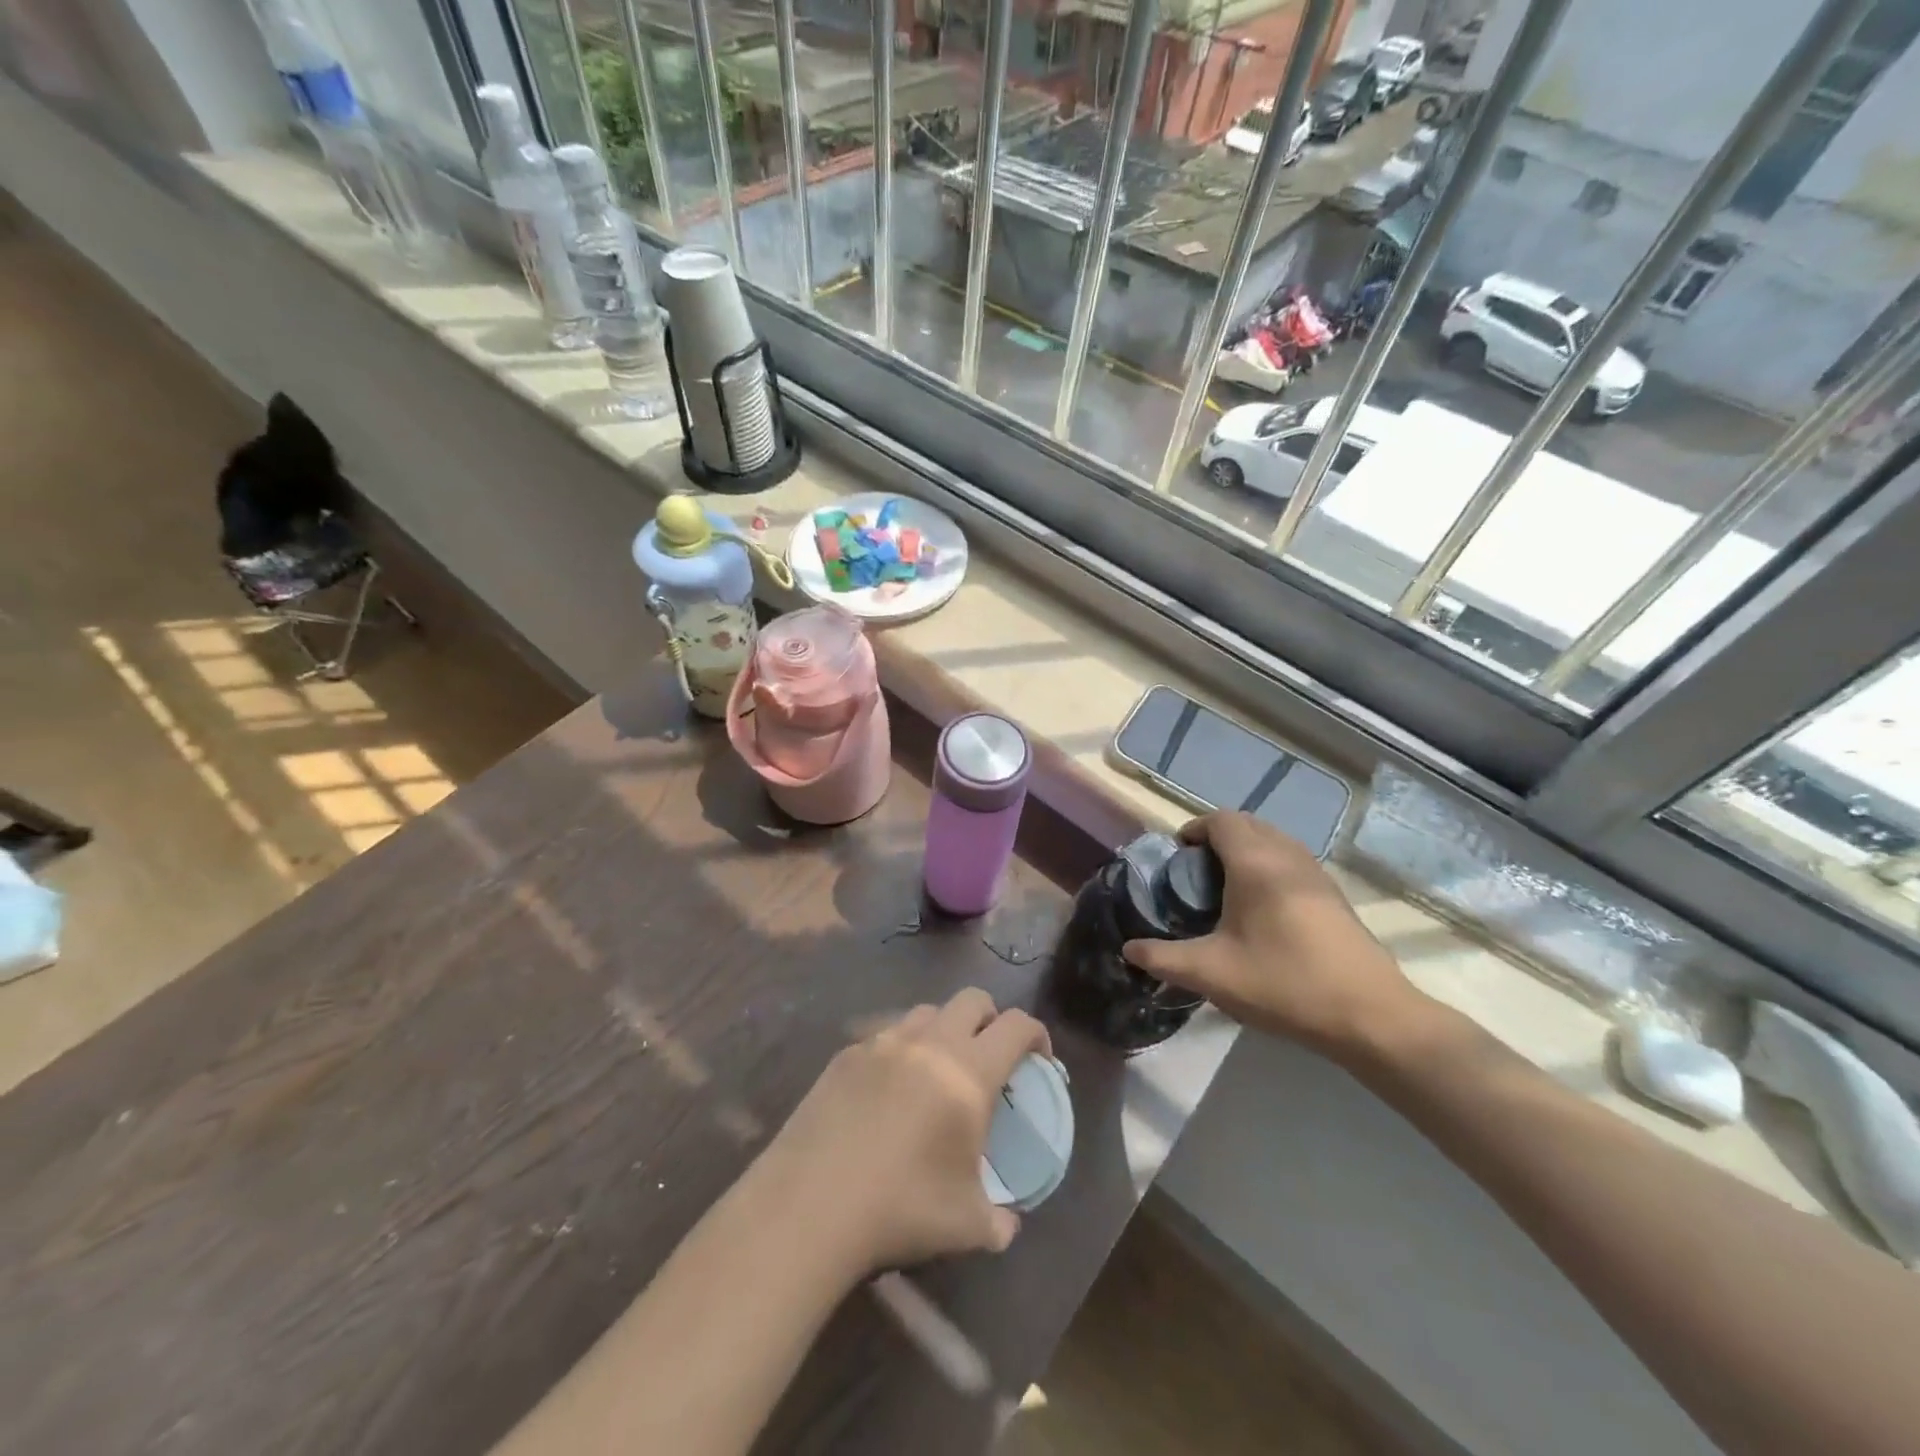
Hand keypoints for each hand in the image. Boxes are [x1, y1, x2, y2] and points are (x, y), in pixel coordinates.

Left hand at [753, 989, 1048, 1277]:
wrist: (810, 1204)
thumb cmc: (900, 1207)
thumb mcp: (964, 1225)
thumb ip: (997, 1221)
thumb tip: (1006, 1227)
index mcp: (968, 1073)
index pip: (1016, 1026)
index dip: (1036, 1034)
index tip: (1039, 1058)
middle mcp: (929, 1043)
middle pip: (973, 999)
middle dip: (991, 1019)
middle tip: (991, 1056)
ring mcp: (883, 1042)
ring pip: (927, 1012)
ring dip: (944, 1029)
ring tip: (938, 1071)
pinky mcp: (846, 1054)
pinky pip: (885, 1035)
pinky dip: (901, 1050)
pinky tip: (889, 1091)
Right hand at [1121, 812, 1427, 1057]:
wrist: (1371, 1016)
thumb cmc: (1285, 984)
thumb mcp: (1212, 974)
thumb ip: (1164, 958)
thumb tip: (1129, 949)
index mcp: (1256, 864)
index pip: (1221, 820)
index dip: (1195, 830)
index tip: (1177, 857)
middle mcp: (1288, 857)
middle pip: (1248, 824)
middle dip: (1217, 838)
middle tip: (1196, 873)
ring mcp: (1317, 875)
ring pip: (1274, 841)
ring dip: (1246, 851)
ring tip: (1226, 890)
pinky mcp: (1335, 896)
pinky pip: (1292, 862)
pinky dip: (1269, 867)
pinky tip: (1262, 911)